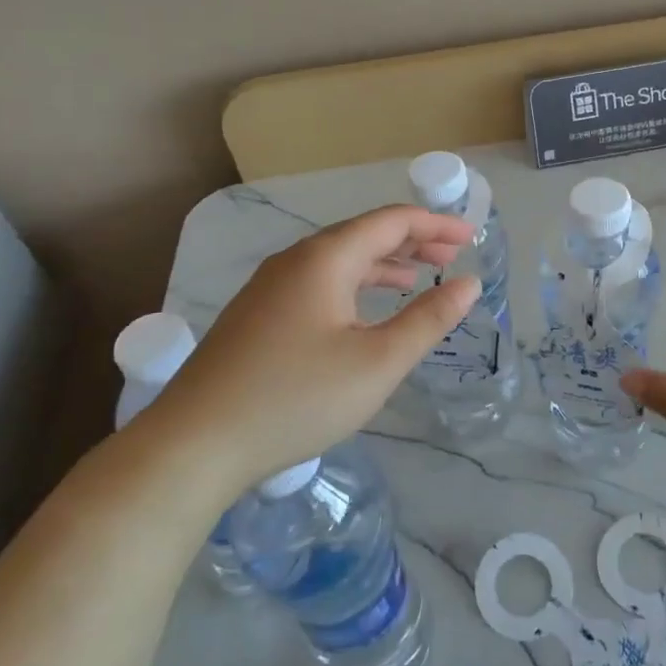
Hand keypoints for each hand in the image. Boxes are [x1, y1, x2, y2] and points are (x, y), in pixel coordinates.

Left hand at [130, 205, 477, 491]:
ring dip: (383, 265)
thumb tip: (469, 284)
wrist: (195, 443)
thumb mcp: (378, 363)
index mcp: (325, 259)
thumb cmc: (296, 397)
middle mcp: (295, 260)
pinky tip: (363, 311)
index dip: (435, 226)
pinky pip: (318, 282)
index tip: (470, 239)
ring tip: (417, 280)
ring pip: (338, 260)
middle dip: (411, 243)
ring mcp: (270, 287)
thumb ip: (428, 320)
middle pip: (363, 235)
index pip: (391, 222)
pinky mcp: (257, 315)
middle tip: (451, 260)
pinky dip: (354, 285)